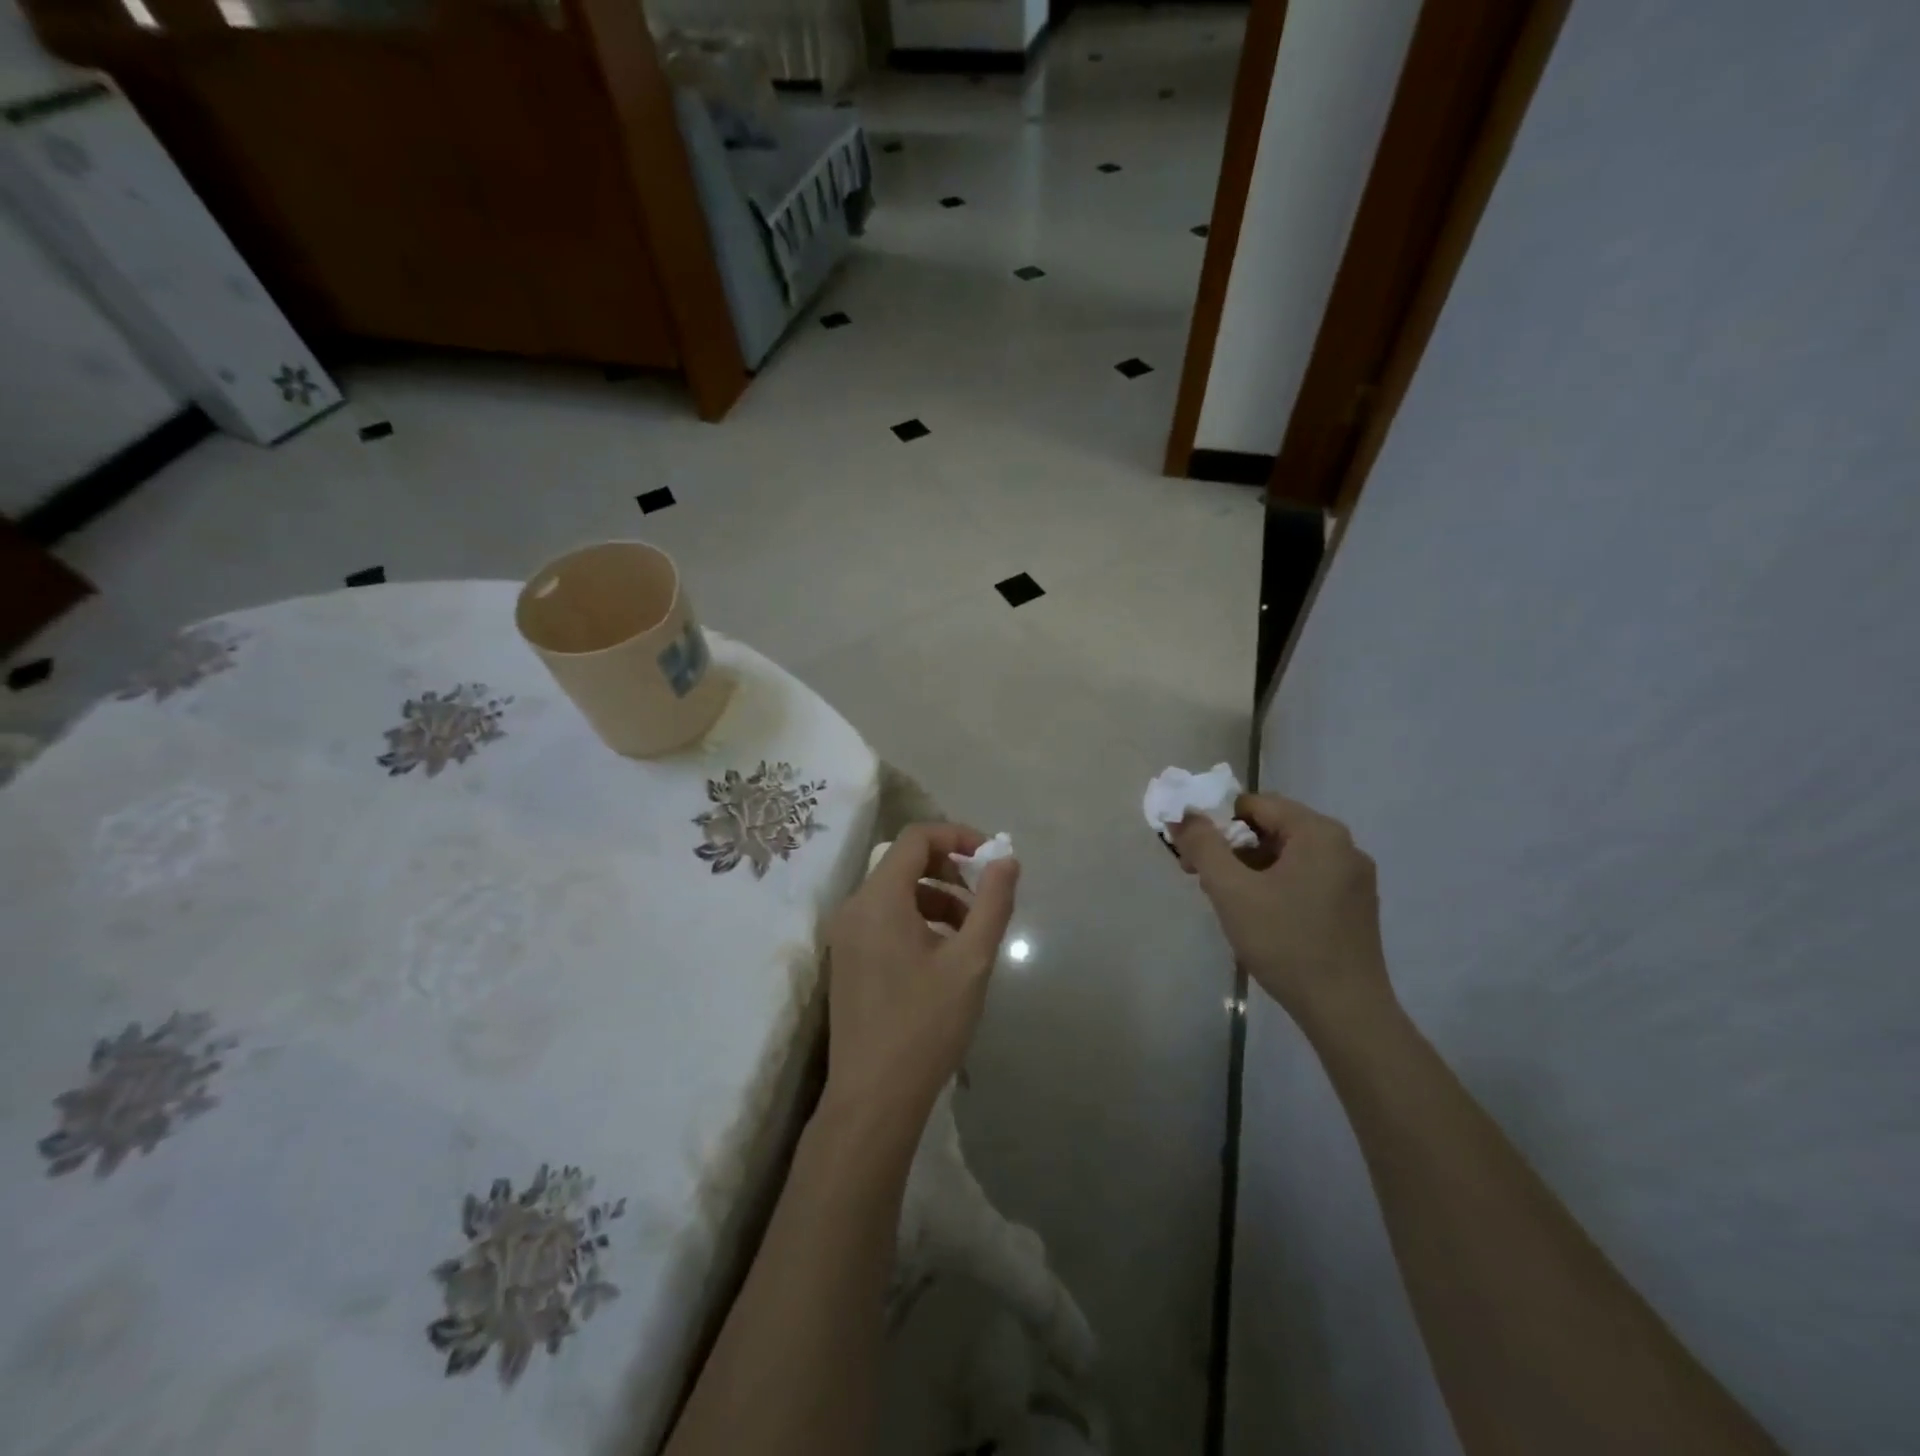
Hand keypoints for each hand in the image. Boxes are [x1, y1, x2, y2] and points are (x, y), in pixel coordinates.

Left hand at [822, 823, 1018, 1129]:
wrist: (873, 1098)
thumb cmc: (926, 1025)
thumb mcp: (971, 962)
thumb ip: (992, 904)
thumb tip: (1007, 860)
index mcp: (879, 899)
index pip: (916, 838)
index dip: (957, 836)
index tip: (991, 857)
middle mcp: (854, 907)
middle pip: (903, 862)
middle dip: (949, 868)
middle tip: (984, 895)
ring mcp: (845, 935)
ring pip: (895, 892)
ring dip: (936, 896)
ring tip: (970, 930)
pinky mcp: (846, 959)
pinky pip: (883, 918)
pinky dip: (916, 918)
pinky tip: (943, 954)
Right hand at [1170, 794, 1392, 1032]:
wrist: (1346, 1011)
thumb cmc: (1286, 943)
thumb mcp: (1231, 891)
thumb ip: (1203, 846)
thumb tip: (1182, 814)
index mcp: (1319, 832)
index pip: (1255, 804)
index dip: (1215, 822)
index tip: (1192, 855)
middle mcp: (1344, 846)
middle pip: (1272, 828)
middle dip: (1231, 847)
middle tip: (1203, 879)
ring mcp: (1354, 877)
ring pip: (1287, 855)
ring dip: (1250, 868)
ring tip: (1228, 902)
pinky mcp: (1355, 905)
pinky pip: (1305, 877)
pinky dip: (1275, 885)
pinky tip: (1260, 917)